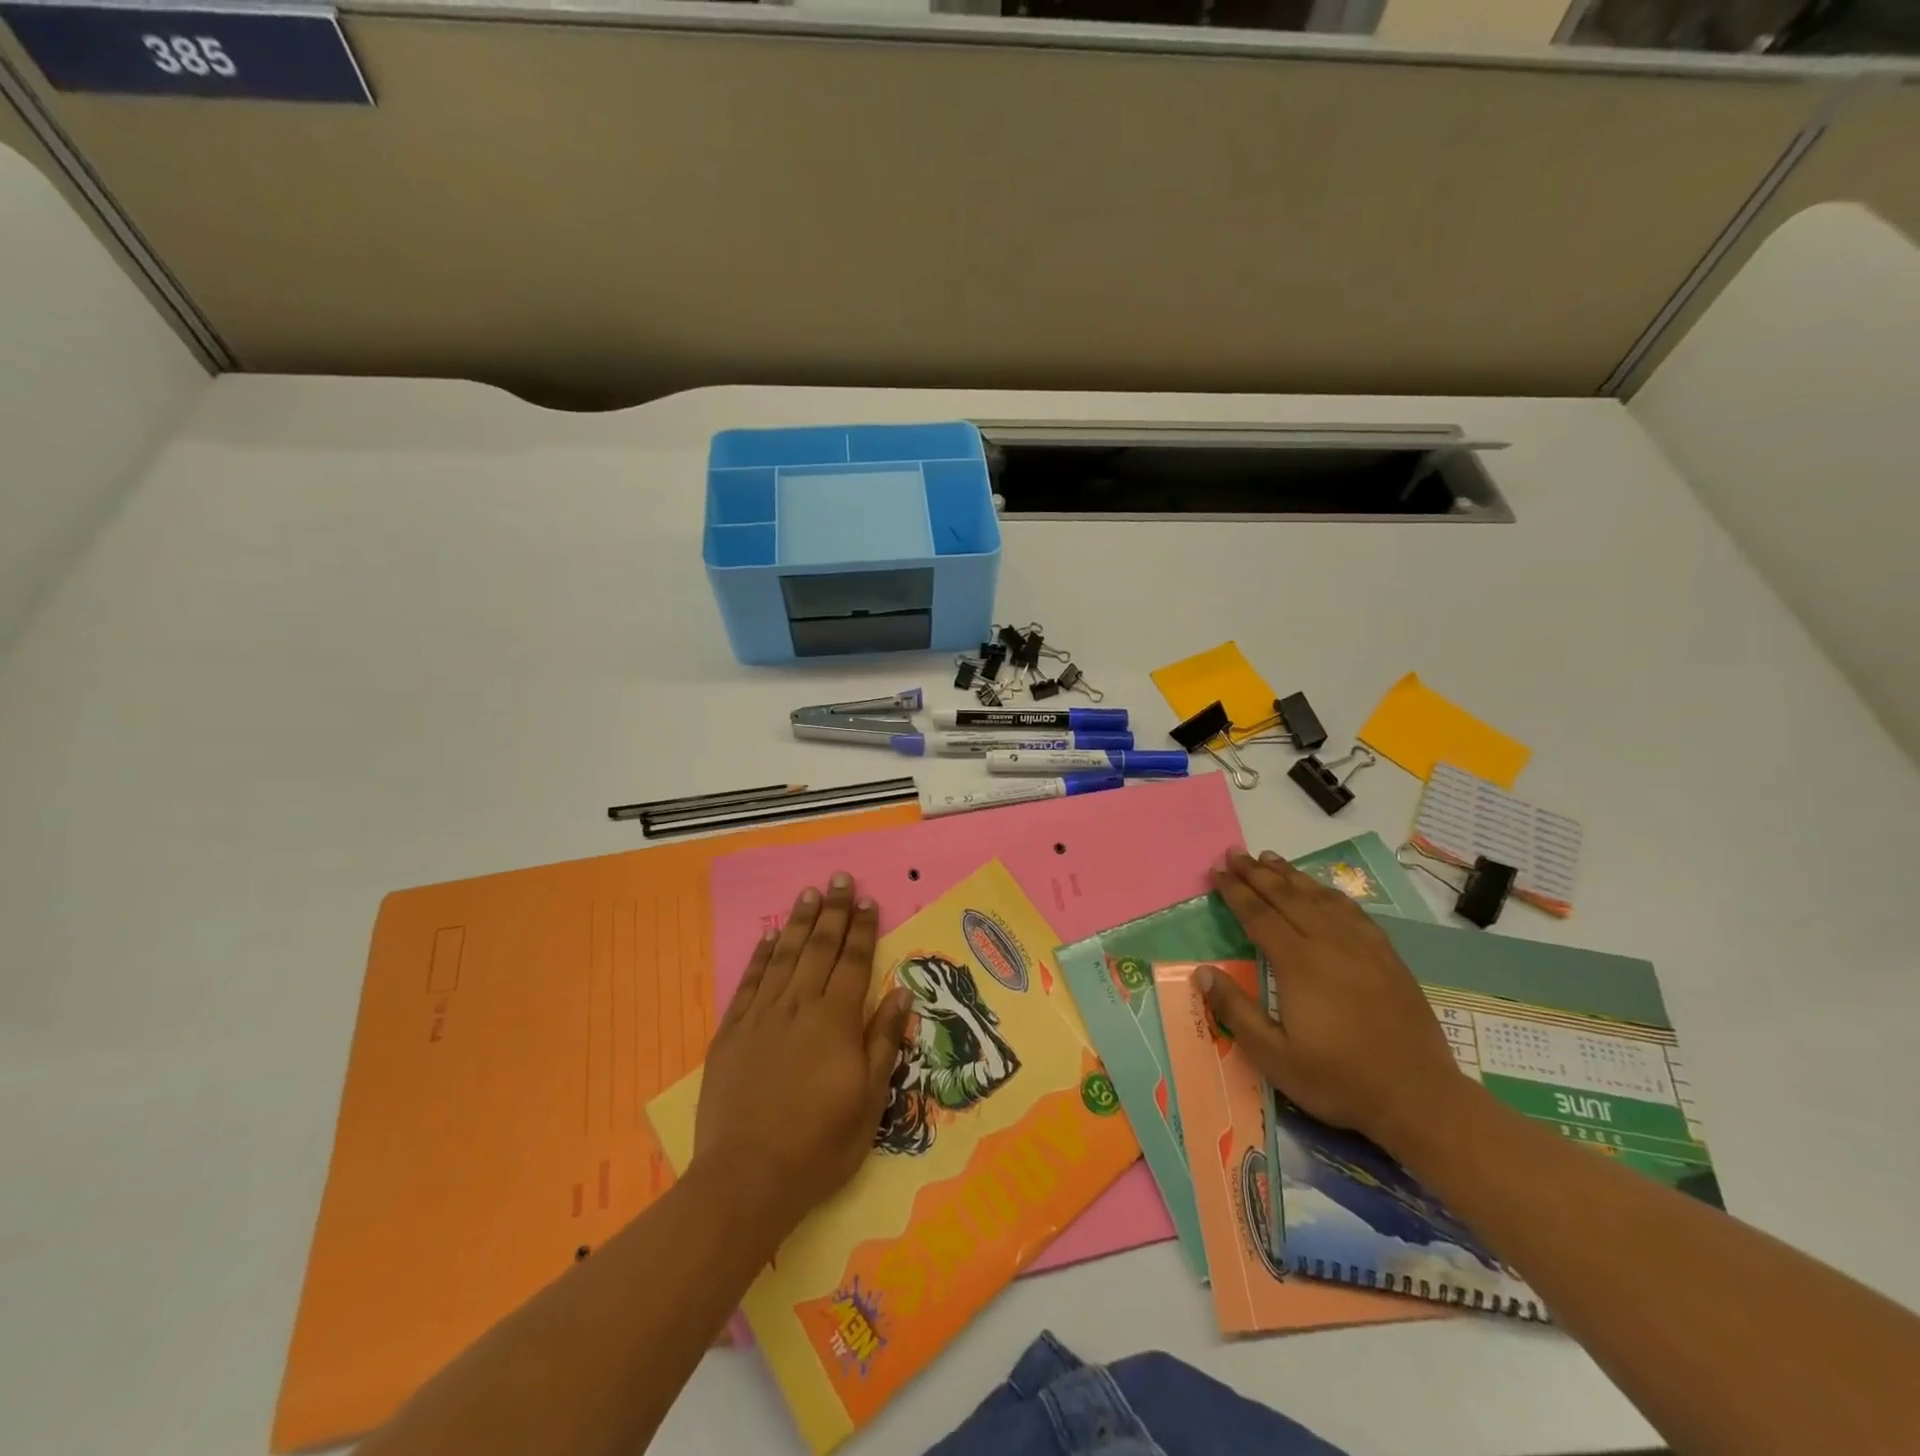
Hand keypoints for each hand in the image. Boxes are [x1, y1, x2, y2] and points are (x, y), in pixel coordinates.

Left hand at [693, 874, 911, 1242]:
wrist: (747, 1178)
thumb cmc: (820, 1145)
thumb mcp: (869, 1101)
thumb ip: (884, 1041)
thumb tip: (901, 993)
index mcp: (836, 1021)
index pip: (854, 962)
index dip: (863, 930)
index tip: (868, 900)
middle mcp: (800, 1006)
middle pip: (820, 948)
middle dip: (833, 911)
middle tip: (840, 879)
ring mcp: (762, 1017)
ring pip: (784, 956)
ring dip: (798, 922)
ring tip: (809, 894)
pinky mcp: (731, 1032)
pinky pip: (748, 982)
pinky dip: (760, 956)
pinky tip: (768, 937)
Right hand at [1204, 847, 1463, 1149]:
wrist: (1418, 1096)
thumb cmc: (1338, 1078)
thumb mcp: (1274, 1055)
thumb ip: (1235, 1011)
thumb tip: (1202, 972)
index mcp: (1297, 963)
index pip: (1258, 914)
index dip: (1235, 891)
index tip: (1217, 870)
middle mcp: (1328, 943)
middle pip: (1287, 896)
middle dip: (1257, 873)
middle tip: (1235, 853)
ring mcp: (1362, 947)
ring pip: (1319, 897)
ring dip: (1291, 875)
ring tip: (1270, 858)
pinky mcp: (1387, 957)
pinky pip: (1352, 911)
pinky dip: (1329, 893)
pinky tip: (1322, 890)